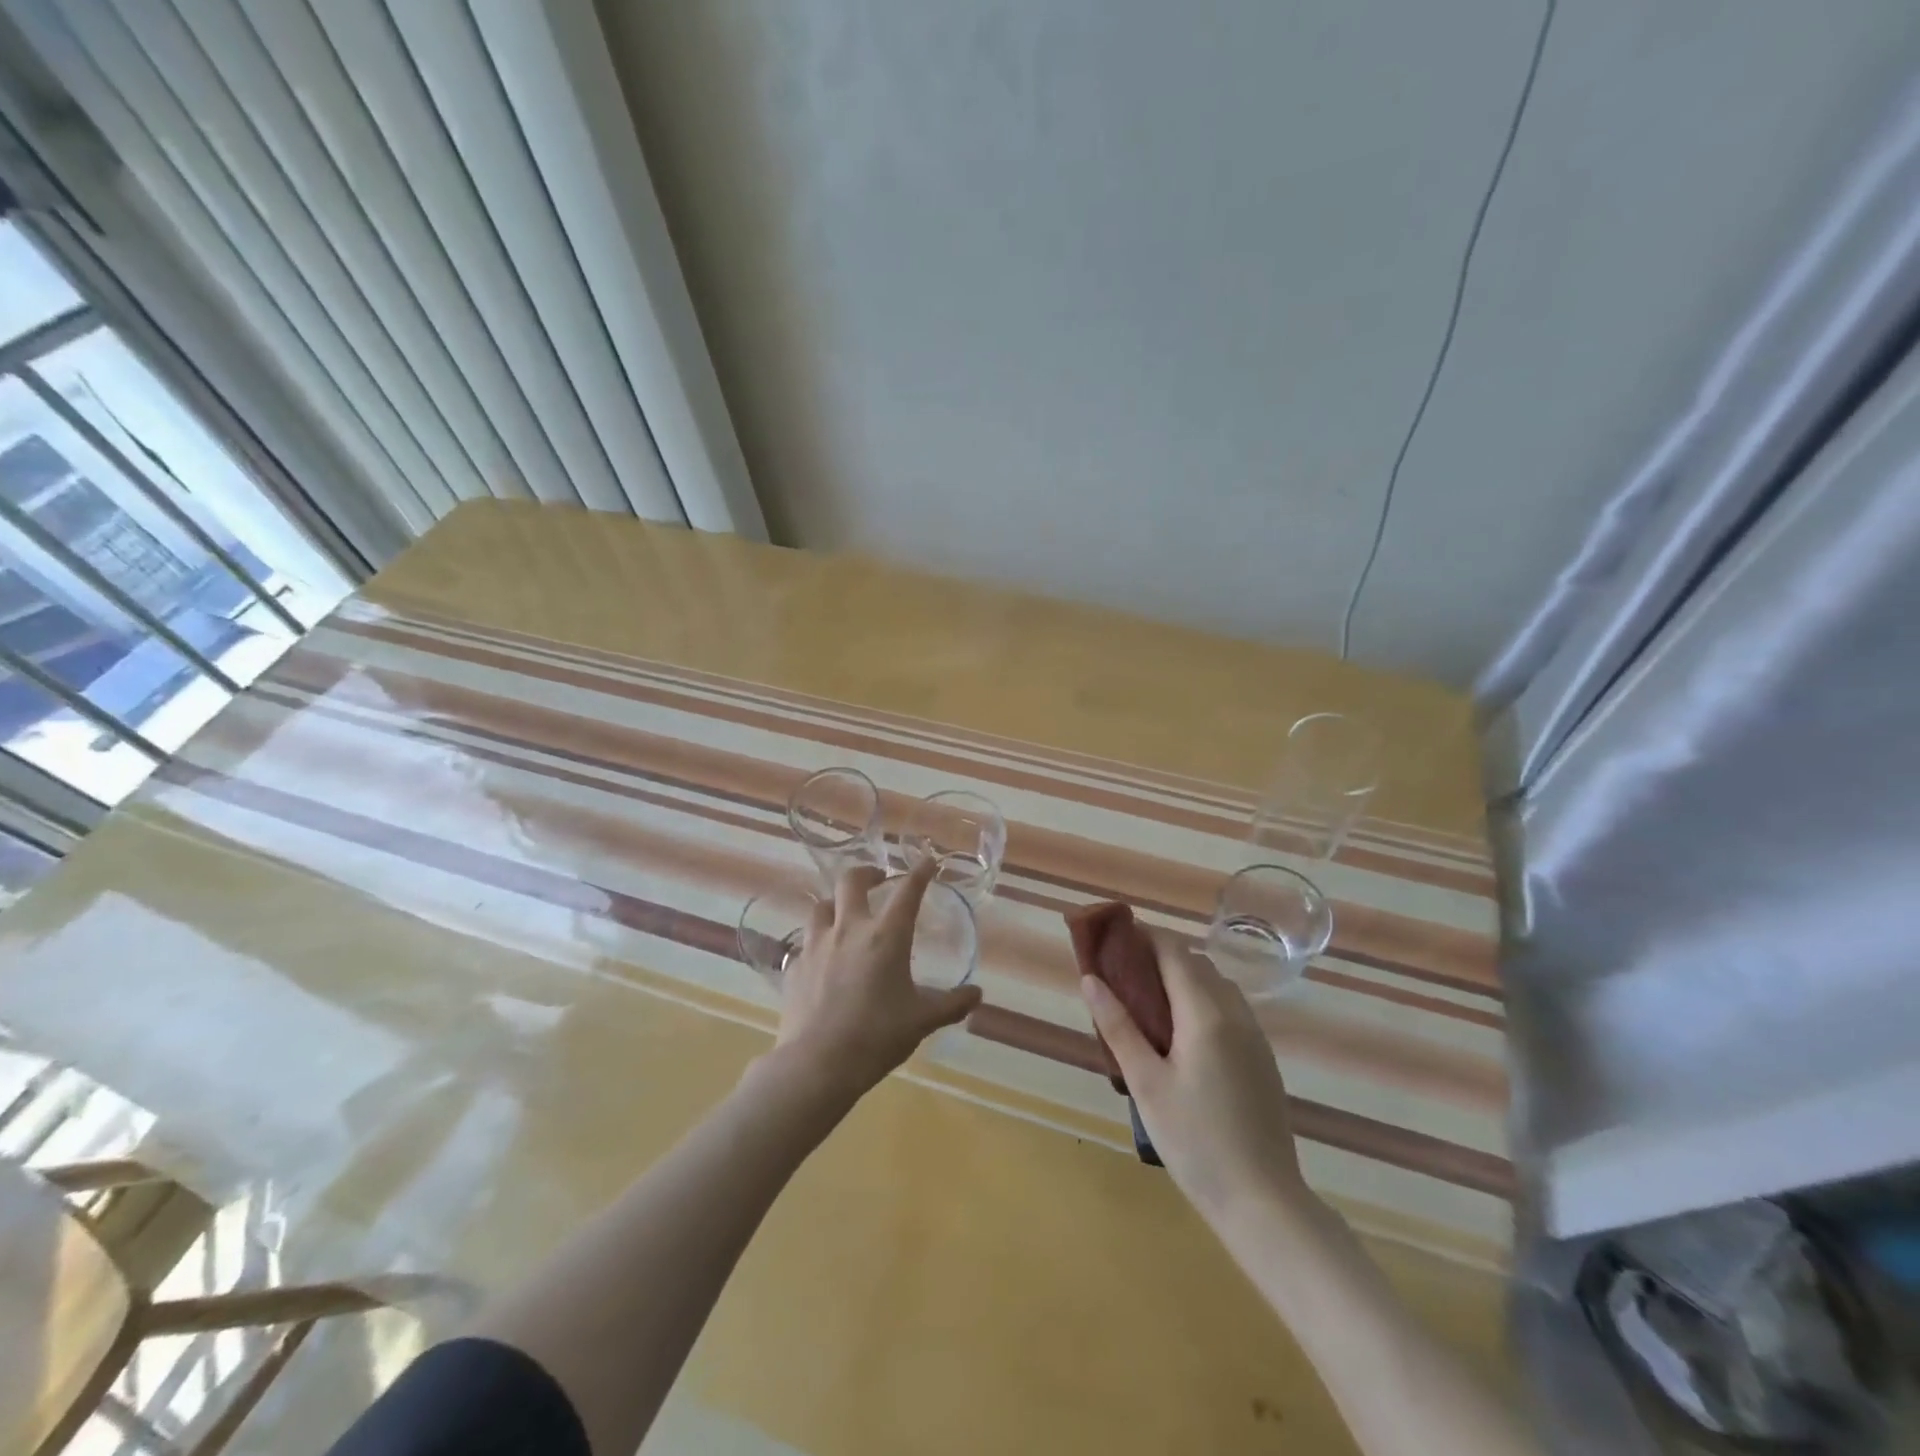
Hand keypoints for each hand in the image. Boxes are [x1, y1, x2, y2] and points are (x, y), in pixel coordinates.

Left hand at [773, 858, 982, 1099]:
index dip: (919, 873)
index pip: (907, 891)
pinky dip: (818, 942)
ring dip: (837, 903)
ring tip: (846, 915)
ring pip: (822, 906)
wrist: (817, 1064)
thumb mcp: (922, 1021)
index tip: (927, 862)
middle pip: (851, 881)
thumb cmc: (877, 1036)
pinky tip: (824, 959)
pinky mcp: (795, 967)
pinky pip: (806, 943)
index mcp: (886, 936)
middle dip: (867, 873)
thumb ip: (951, 1004)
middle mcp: (849, 929)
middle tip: (878, 879)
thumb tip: (977, 994)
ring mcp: (816, 945)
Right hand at [1081, 935, 1308, 1220]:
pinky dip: (1201, 1002)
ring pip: (1216, 985)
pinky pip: (1229, 1009)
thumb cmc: (1195, 1141)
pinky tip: (1181, 1036)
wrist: (1264, 1201)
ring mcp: (1254, 1035)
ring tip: (1147, 1004)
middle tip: (1122, 976)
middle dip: (1159, 957)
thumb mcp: (1145, 1083)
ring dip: (1182, 979)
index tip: (1114, 939)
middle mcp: (1235, 1013)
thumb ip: (1118, 1026)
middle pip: (1196, 964)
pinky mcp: (1262, 1058)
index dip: (1145, 936)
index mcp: (1205, 1013)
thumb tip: (1091, 978)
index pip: (1174, 951)